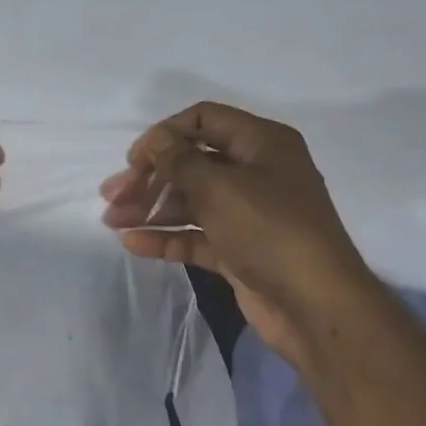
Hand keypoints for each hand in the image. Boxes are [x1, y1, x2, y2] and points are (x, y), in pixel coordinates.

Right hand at [99, 102, 379, 364]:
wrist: (314, 304)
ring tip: (112, 222)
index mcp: (262, 144)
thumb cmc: (269, 230)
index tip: (133, 160)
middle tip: (112, 197)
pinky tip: (133, 243)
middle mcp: (255, 173)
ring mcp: (247, 214)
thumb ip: (179, 160)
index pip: (204, 120)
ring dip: (150, 209)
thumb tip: (154, 140)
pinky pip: (195, 236)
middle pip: (191, 163)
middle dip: (149, 178)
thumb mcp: (219, 187)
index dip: (164, 135)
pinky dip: (165, 236)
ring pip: (190, 202)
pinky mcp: (238, 249)